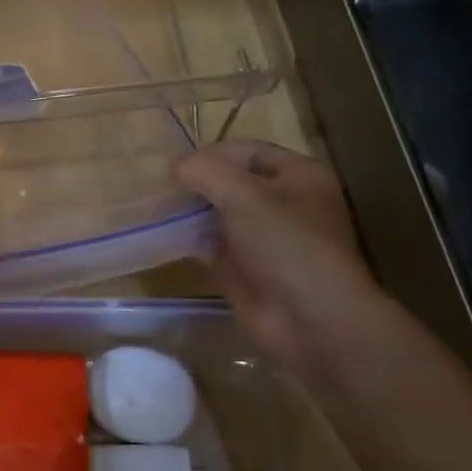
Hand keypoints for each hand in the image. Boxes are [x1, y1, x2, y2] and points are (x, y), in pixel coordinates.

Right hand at [173, 140, 387, 363]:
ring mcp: (267, 240)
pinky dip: (194, 242)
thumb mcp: (242, 193)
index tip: (176, 164)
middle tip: (163, 186)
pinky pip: (216, 248)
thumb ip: (203, 171)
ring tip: (159, 208)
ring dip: (193, 213)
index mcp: (298, 175)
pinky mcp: (249, 271)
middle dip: (200, 183)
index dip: (212, 154)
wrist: (311, 319)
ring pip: (222, 216)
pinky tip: (168, 237)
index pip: (248, 151)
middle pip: (233, 183)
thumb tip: (175, 167)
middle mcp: (285, 204)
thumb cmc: (285, 242)